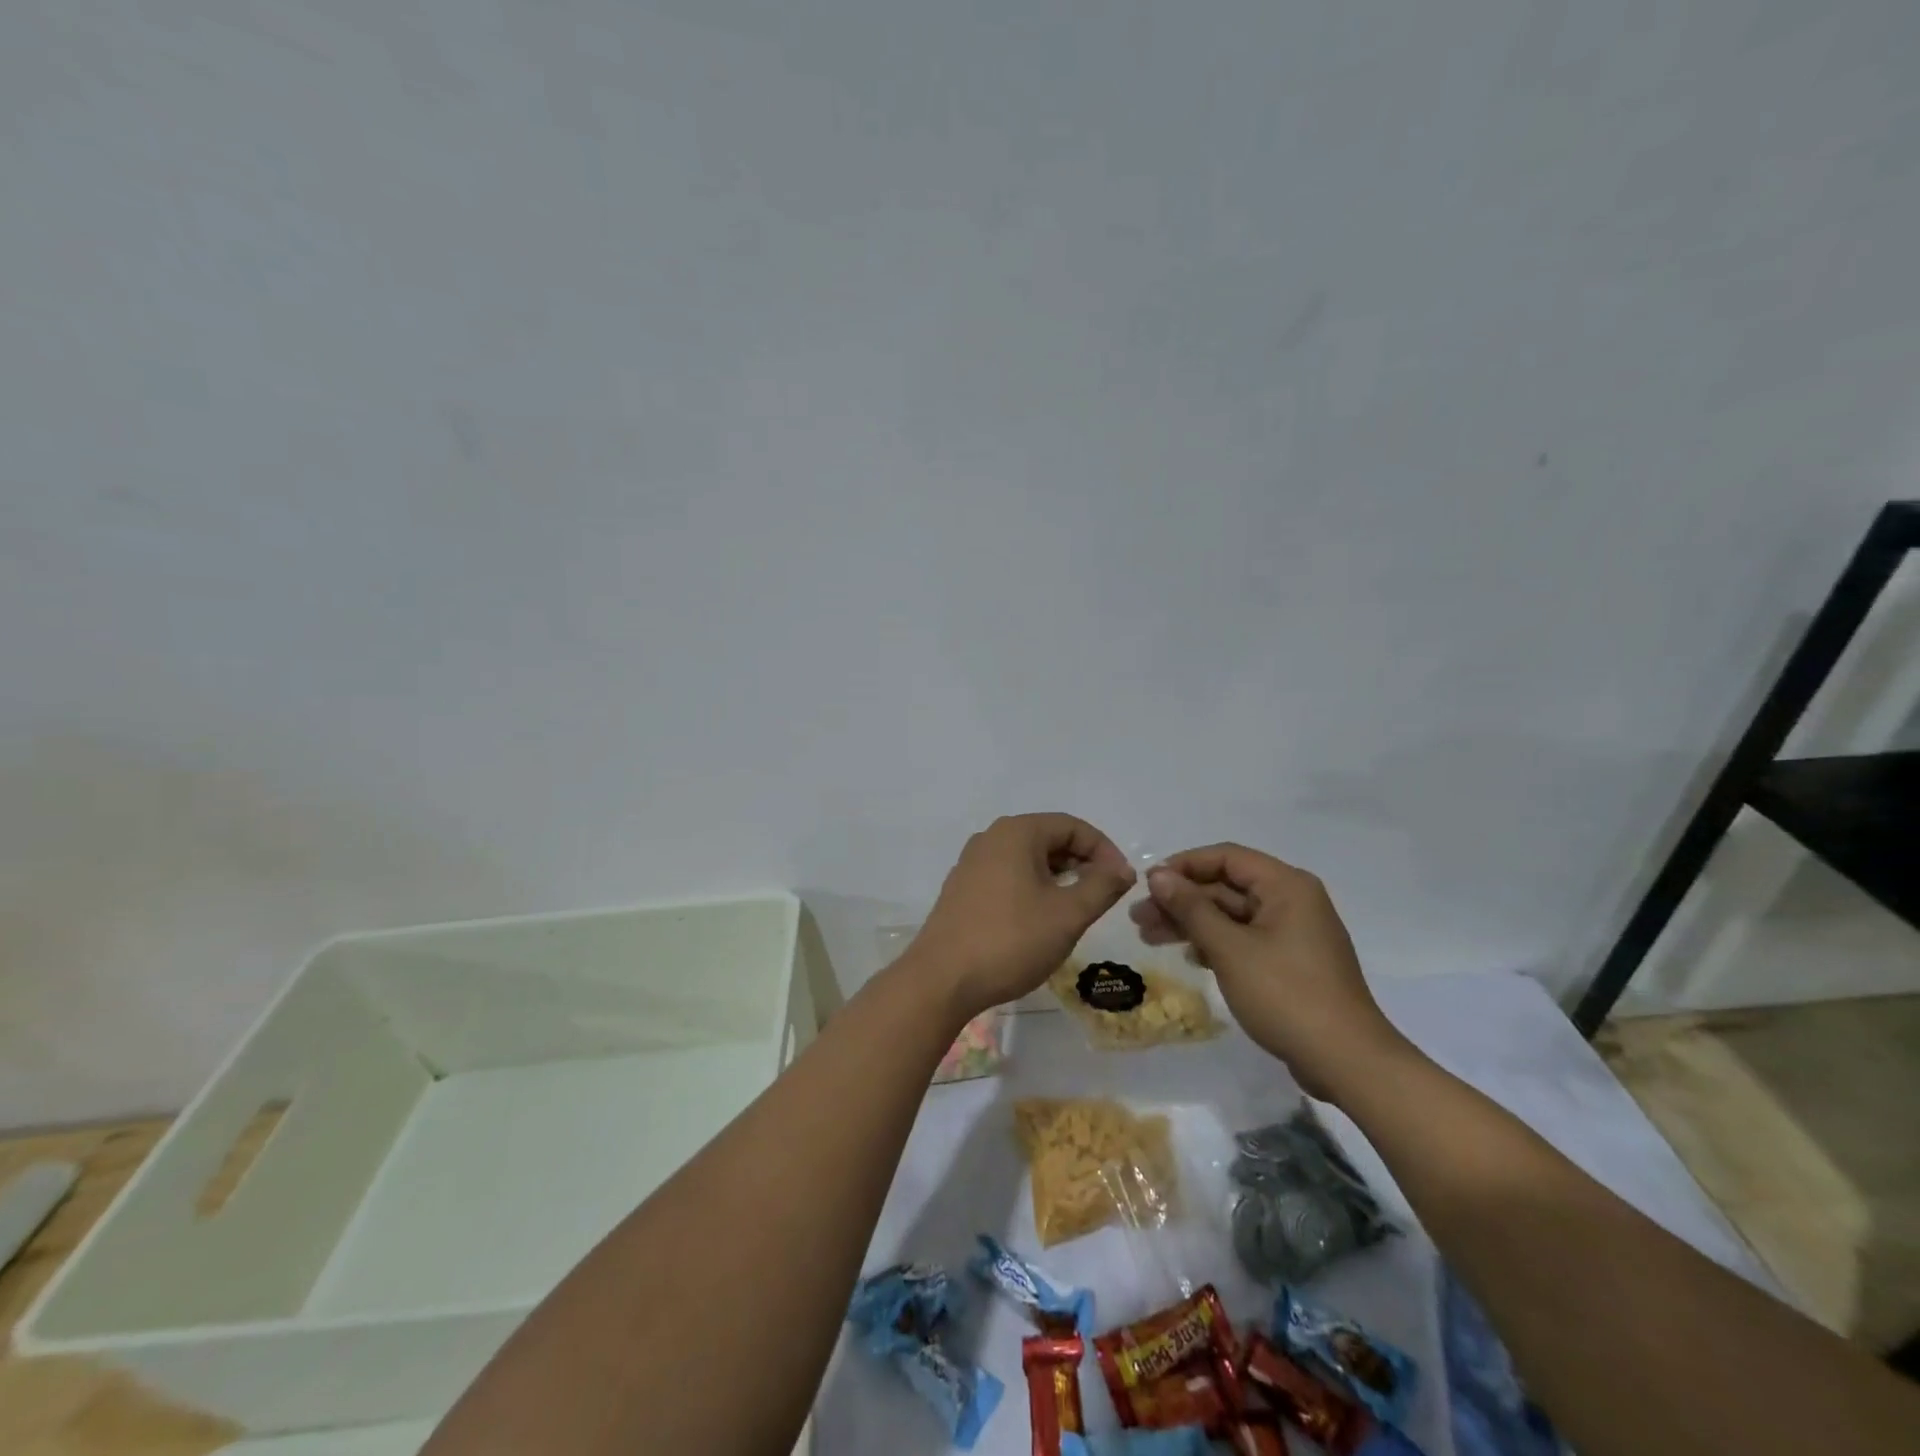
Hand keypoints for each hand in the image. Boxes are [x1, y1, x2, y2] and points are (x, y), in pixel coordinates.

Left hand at [909, 814, 1136, 1021]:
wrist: (941, 979)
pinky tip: (1040, 918)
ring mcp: (972, 862)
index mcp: (1017, 832)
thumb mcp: (1067, 915)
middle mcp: (991, 838)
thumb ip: (1101, 886)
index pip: (1072, 826)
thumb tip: (1122, 869)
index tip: (1122, 882)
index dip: (1104, 850)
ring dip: (1058, 877)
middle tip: (1103, 896)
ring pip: (1028, 858)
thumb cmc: (1010, 940)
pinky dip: (1032, 887)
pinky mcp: (963, 888)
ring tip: (1076, 908)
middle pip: (1049, 838)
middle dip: (1082, 862)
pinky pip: (1008, 875)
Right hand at [1131, 844, 1405, 1099]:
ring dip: (1192, 923)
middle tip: (1139, 918)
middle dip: (1181, 900)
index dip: (1183, 866)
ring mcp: (1293, 933)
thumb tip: (1158, 875)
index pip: (1226, 857)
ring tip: (1150, 938)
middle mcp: (1292, 901)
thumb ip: (1191, 908)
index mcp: (1286, 886)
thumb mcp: (1230, 949)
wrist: (1347, 1062)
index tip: (1147, 885)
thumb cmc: (1286, 995)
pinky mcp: (1291, 963)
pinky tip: (1190, 958)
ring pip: (1232, 915)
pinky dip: (1215, 943)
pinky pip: (1245, 939)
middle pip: (1226, 886)